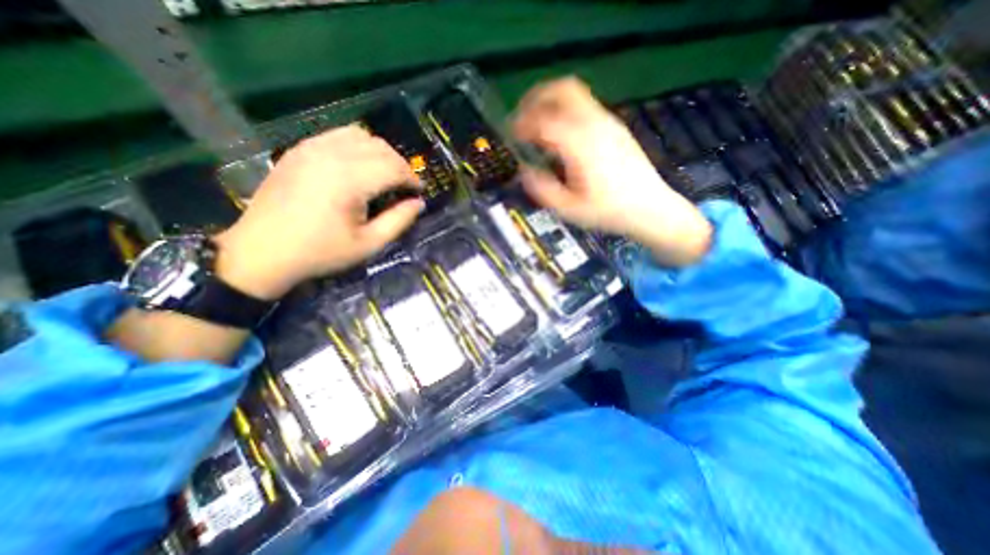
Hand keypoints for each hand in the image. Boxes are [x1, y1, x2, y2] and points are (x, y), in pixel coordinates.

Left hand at [214, 125, 421, 297]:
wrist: (262, 252)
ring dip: (381, 153)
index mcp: (350, 181)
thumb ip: (399, 221)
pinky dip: (358, 146)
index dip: (412, 179)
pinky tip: (359, 166)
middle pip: (381, 148)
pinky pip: (338, 135)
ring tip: (385, 174)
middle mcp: (332, 155)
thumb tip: (419, 203)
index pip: (394, 168)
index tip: (419, 193)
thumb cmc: (321, 252)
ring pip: (361, 136)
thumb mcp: (369, 244)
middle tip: (405, 187)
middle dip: (400, 166)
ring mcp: (312, 148)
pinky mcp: (300, 149)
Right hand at [511, 76, 711, 265]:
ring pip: (574, 94)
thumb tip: (525, 171)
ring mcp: (607, 122)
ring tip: (537, 125)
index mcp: (580, 144)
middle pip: (562, 89)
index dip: (522, 124)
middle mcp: (594, 124)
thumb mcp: (569, 209)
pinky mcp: (614, 126)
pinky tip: (561, 136)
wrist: (650, 208)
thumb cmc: (608, 211)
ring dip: (551, 102)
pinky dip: (565, 111)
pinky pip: (584, 106)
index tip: (511, 135)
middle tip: (521, 117)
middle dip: (535, 98)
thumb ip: (542, 189)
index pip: (544, 120)